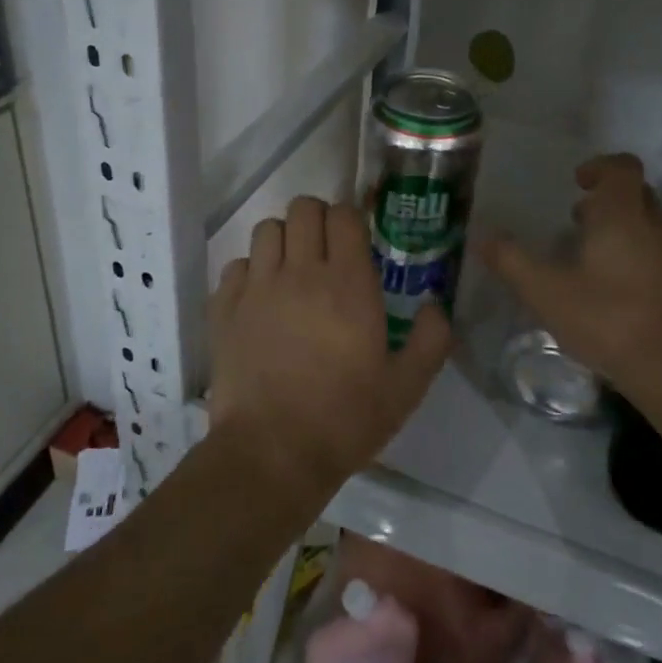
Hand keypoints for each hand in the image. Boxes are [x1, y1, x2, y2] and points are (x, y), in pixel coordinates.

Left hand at [209, 196, 452, 503]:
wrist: (272, 453)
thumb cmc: (345, 419)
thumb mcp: (406, 387)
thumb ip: (431, 340)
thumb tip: (437, 305)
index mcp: (348, 283)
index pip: (344, 215)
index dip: (351, 219)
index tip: (356, 240)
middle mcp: (301, 272)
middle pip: (303, 209)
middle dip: (317, 219)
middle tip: (325, 249)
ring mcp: (258, 287)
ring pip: (267, 229)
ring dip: (283, 240)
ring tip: (292, 269)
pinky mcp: (225, 308)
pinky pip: (237, 265)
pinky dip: (250, 271)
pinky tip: (260, 298)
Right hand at [482, 154, 661, 407]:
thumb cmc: (608, 320)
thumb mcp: (546, 293)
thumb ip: (512, 261)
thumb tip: (483, 237)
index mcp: (622, 216)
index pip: (623, 167)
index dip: (600, 166)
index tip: (577, 182)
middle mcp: (656, 227)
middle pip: (637, 195)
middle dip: (608, 200)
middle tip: (578, 221)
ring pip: (650, 227)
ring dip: (623, 232)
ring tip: (591, 261)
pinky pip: (661, 257)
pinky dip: (639, 260)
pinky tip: (617, 296)